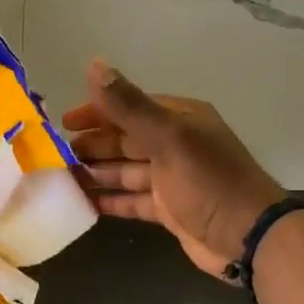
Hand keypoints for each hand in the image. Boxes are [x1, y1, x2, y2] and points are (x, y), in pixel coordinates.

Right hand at [63, 61, 285, 279]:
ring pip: (125, 170)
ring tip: (61, 177)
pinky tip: (82, 202)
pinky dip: (109, 199)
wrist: (247, 238)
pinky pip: (131, 199)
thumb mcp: (168, 138)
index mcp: (180, 119)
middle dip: (92, 145)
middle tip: (57, 154)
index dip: (96, 112)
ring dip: (96, 172)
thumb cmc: (208, 181)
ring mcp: (171, 178)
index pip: (130, 107)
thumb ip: (129, 105)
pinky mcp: (168, 209)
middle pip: (124, 139)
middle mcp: (175, 144)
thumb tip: (94, 65)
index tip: (63, 122)